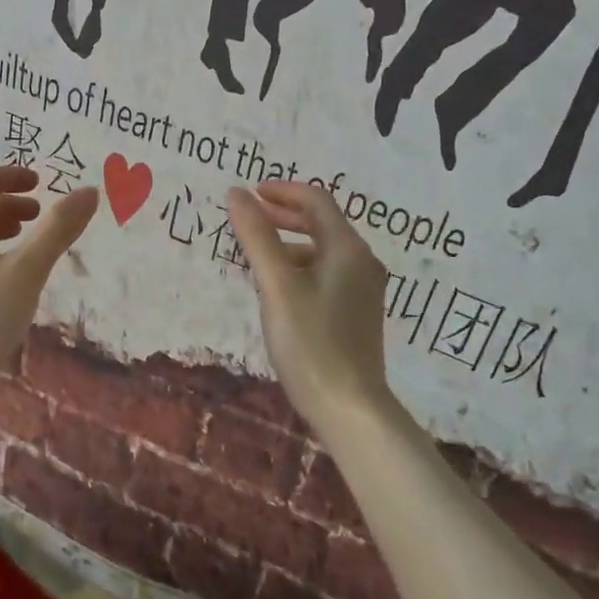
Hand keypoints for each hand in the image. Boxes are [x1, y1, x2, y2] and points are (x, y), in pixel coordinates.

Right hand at [226, 182, 390, 432]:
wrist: (349, 407)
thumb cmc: (311, 343)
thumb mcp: (278, 287)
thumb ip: (257, 237)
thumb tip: (236, 193)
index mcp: (347, 249)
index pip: (316, 201)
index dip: (281, 191)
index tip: (248, 194)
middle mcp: (361, 263)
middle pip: (322, 224)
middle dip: (283, 216)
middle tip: (248, 218)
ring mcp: (362, 290)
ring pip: (321, 252)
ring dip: (288, 244)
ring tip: (253, 257)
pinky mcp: (356, 314)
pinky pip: (325, 275)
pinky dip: (298, 269)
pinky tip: (276, 291)